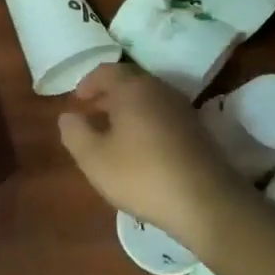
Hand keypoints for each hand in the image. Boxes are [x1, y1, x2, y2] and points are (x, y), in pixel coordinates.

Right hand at [58, 64, 252, 249]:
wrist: (206, 202)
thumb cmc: (141, 175)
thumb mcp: (94, 158)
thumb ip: (74, 133)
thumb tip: (67, 116)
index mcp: (133, 89)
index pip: (106, 71)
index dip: (87, 83)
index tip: (76, 101)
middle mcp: (160, 90)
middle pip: (129, 82)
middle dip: (107, 95)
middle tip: (91, 114)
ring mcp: (183, 109)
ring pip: (148, 99)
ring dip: (127, 109)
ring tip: (112, 132)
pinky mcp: (197, 130)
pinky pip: (163, 115)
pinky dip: (145, 121)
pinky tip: (139, 148)